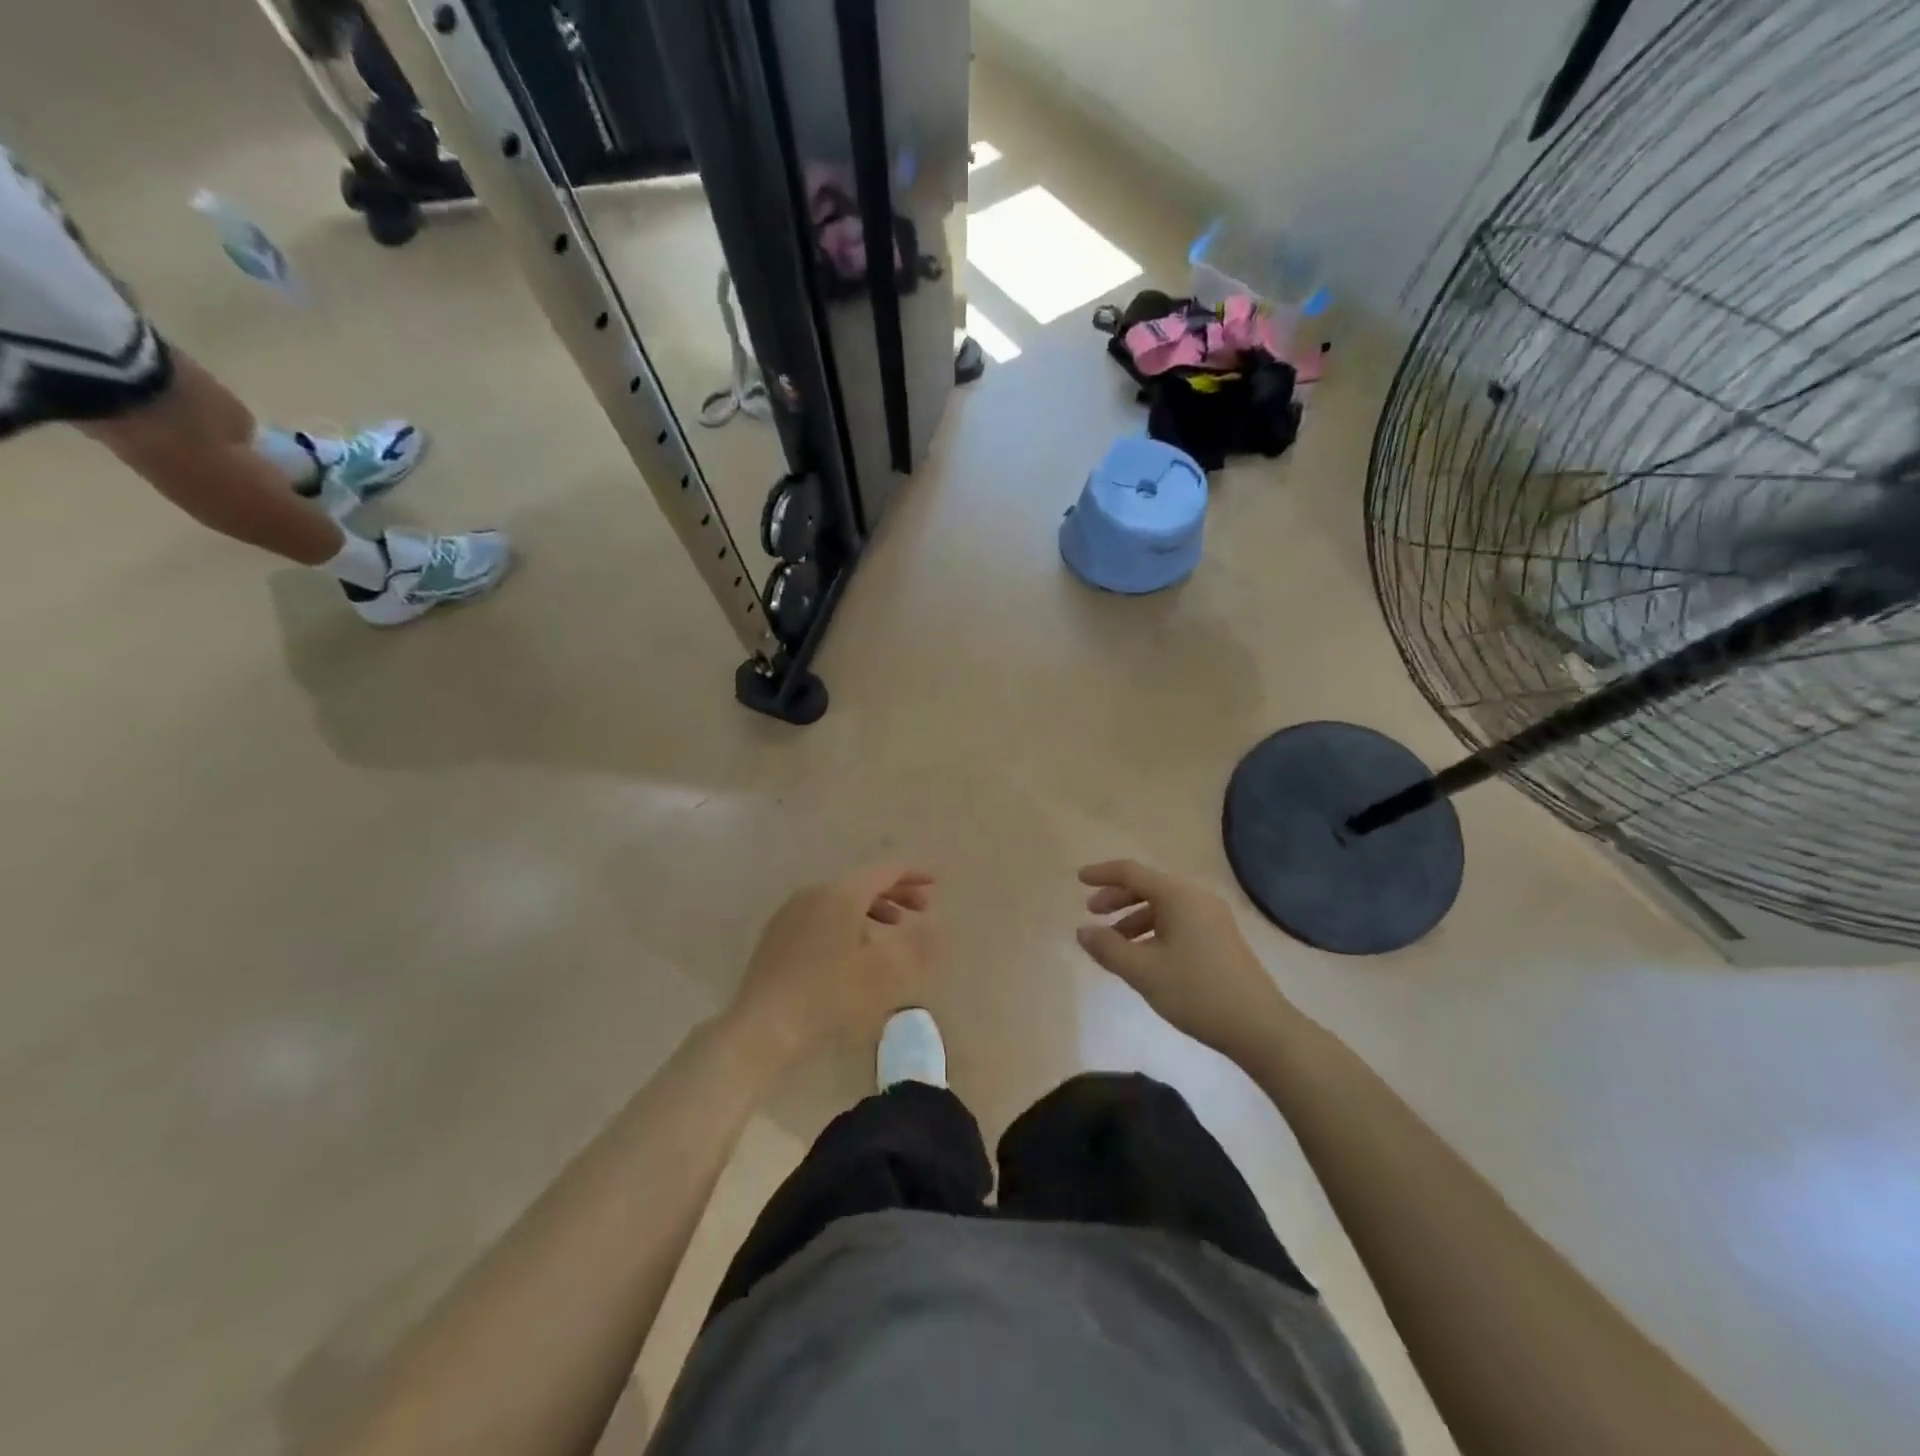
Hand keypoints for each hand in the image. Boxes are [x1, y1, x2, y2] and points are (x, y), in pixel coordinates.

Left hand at [732, 865, 938, 1058]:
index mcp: (841, 894)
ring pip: (840, 899)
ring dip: (871, 909)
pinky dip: (846, 921)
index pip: (884, 872)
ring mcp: (791, 912)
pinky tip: (851, 948)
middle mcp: (815, 893)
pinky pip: (821, 915)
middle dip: (895, 893)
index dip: (912, 876)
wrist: (764, 1025)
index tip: (934, 885)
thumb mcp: (884, 972)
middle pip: (862, 883)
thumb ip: (916, 944)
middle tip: (921, 910)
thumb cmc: (829, 995)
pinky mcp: (777, 934)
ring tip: (891, 929)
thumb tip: (936, 924)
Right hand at [1076, 860, 1284, 1056]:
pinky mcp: (1220, 939)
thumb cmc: (1197, 992)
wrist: (1260, 1028)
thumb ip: (1108, 948)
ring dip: (1134, 918)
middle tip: (1093, 913)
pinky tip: (1144, 956)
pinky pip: (1178, 922)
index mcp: (1179, 896)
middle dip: (1117, 898)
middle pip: (1149, 887)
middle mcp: (1197, 898)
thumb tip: (1082, 931)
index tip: (1078, 880)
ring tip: (1114, 943)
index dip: (1103, 874)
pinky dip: (1153, 931)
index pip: (1132, 872)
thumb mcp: (1144, 971)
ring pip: (1164, 907)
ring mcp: (1213, 918)